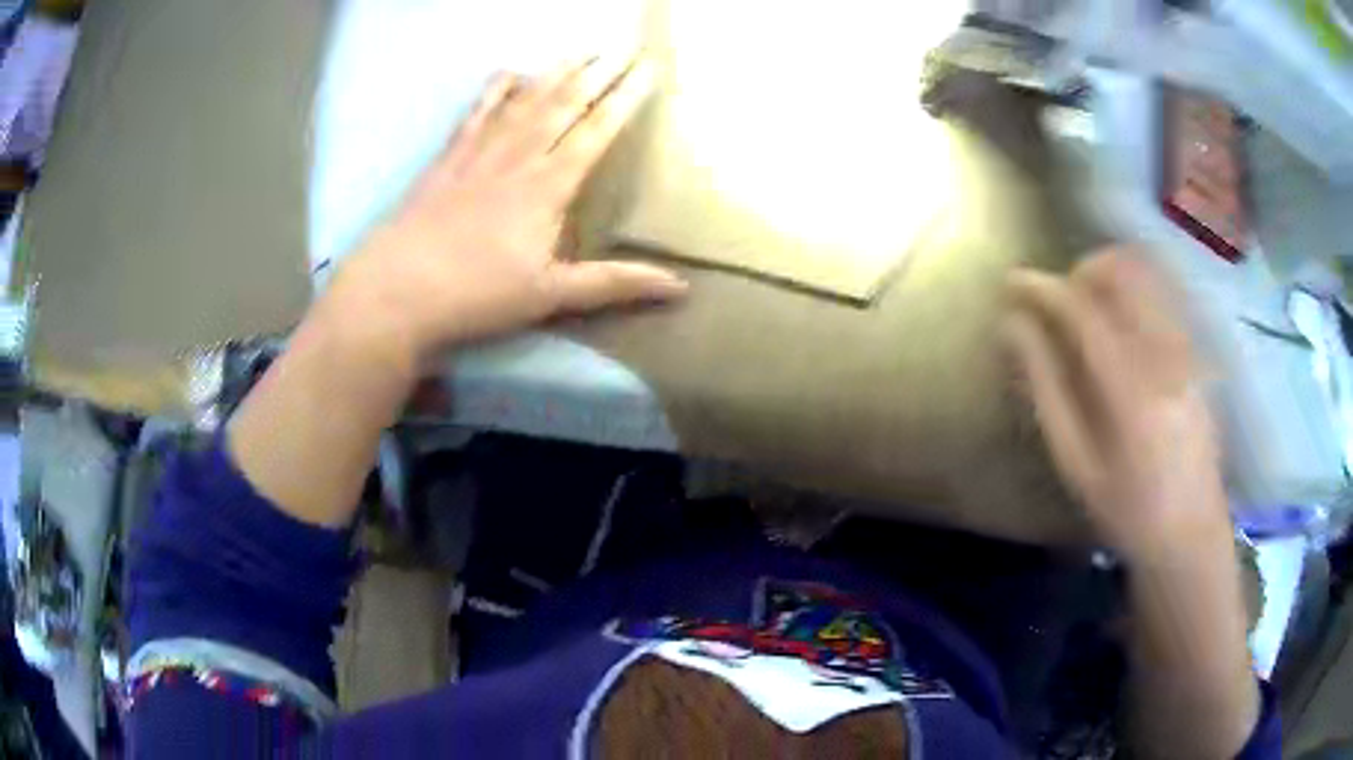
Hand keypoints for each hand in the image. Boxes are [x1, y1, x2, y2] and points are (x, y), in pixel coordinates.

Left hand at [327, 56, 686, 362]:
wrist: (396, 291)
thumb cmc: (477, 296)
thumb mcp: (551, 295)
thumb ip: (614, 284)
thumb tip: (680, 288)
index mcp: (547, 186)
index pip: (596, 131)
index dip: (625, 98)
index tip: (647, 70)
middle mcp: (517, 157)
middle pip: (563, 104)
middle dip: (597, 73)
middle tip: (621, 47)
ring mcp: (478, 153)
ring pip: (523, 100)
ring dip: (554, 71)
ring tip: (579, 49)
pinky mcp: (447, 159)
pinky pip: (477, 112)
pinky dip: (495, 90)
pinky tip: (508, 72)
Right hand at [1003, 250, 1231, 563]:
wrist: (1190, 534)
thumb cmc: (1127, 510)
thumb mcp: (1076, 463)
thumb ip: (1046, 388)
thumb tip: (1013, 328)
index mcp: (1131, 388)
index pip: (1082, 309)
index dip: (1044, 288)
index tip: (1013, 282)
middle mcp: (1166, 353)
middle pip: (1123, 270)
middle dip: (1082, 271)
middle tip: (1061, 301)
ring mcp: (1188, 349)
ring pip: (1149, 273)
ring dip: (1111, 274)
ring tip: (1091, 307)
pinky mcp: (1199, 353)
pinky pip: (1166, 293)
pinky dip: (1137, 288)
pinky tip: (1124, 323)